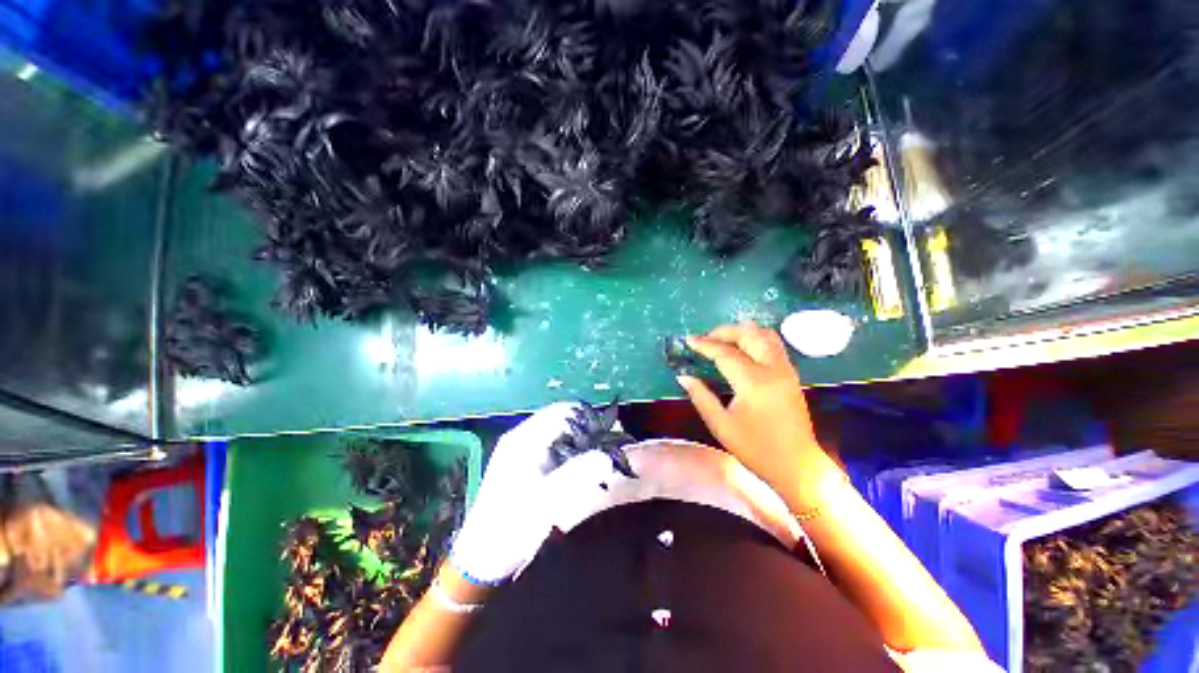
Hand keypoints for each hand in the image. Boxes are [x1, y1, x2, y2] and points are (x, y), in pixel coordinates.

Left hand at [449, 404, 622, 583]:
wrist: (483, 559)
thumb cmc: (512, 526)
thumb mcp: (547, 500)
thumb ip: (577, 474)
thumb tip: (606, 455)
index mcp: (523, 439)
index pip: (561, 411)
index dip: (586, 418)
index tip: (606, 434)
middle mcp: (521, 438)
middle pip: (560, 420)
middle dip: (584, 431)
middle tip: (604, 448)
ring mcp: (521, 451)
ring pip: (558, 434)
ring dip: (578, 443)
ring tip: (594, 460)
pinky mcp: (523, 465)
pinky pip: (552, 448)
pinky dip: (569, 454)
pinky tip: (577, 470)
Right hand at [676, 322, 836, 499]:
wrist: (797, 466)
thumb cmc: (756, 449)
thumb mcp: (721, 425)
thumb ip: (701, 397)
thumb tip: (683, 377)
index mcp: (753, 382)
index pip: (725, 353)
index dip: (705, 345)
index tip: (688, 340)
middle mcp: (773, 369)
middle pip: (749, 335)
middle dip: (724, 331)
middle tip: (705, 338)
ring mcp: (786, 370)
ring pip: (765, 335)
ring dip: (742, 332)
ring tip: (722, 339)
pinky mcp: (791, 375)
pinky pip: (774, 344)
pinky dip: (755, 338)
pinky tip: (743, 347)